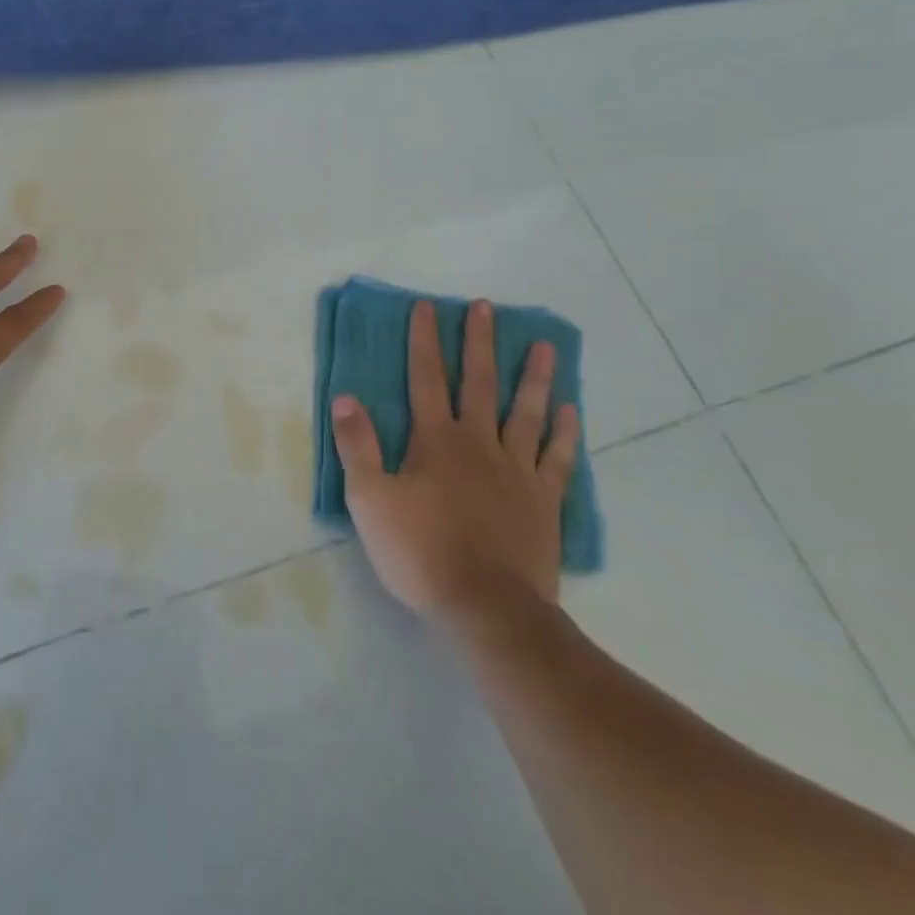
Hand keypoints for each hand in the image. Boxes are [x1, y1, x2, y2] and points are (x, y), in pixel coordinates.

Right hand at [331, 299, 577, 629]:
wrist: (487, 607)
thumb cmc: (420, 552)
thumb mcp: (369, 500)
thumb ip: (357, 446)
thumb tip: (345, 398)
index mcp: (435, 440)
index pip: (426, 378)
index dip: (424, 340)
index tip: (427, 307)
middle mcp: (479, 443)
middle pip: (479, 382)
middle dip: (479, 342)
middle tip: (486, 307)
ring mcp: (516, 470)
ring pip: (526, 412)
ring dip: (534, 377)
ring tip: (545, 346)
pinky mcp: (543, 501)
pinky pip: (556, 458)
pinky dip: (564, 432)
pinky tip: (569, 410)